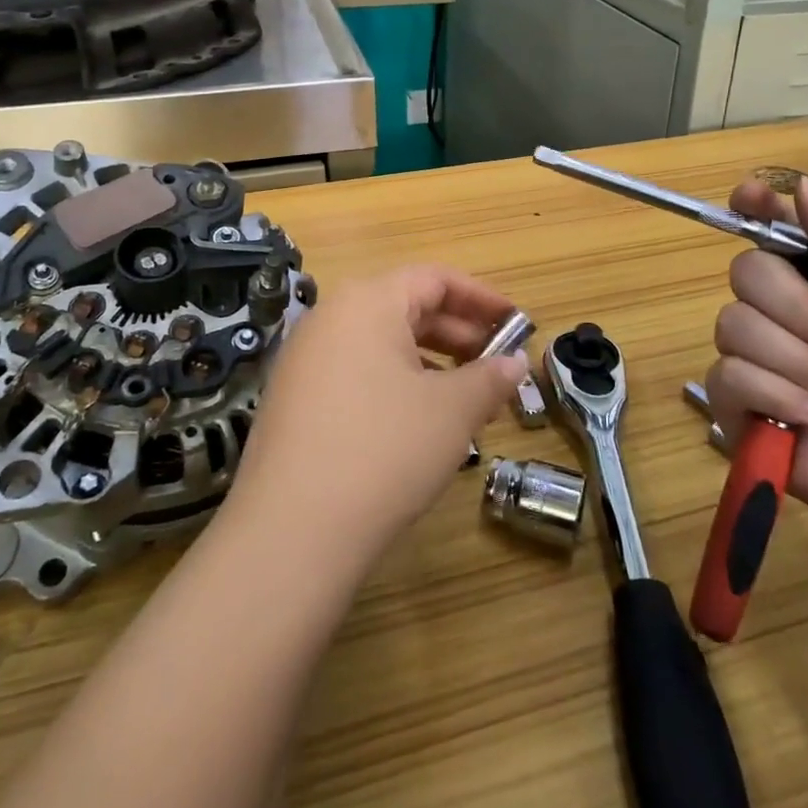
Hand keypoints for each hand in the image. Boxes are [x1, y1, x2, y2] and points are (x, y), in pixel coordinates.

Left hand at [226, 265, 526, 568]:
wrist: (291, 530)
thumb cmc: (385, 450)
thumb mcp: (451, 412)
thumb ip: (490, 378)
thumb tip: (515, 363)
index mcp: (367, 302)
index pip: (433, 278)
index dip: (481, 297)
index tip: (515, 323)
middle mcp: (329, 317)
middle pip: (405, 307)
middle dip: (457, 333)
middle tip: (496, 364)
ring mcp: (304, 359)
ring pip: (380, 344)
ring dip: (429, 362)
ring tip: (464, 397)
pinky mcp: (292, 398)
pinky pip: (355, 372)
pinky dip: (394, 383)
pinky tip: (417, 422)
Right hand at [703, 178, 807, 534]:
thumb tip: (803, 185)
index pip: (771, 226)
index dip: (755, 206)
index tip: (749, 197)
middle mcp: (778, 308)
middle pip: (746, 271)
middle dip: (798, 312)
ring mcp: (750, 354)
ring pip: (734, 324)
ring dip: (795, 363)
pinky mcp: (731, 399)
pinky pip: (729, 374)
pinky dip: (777, 397)